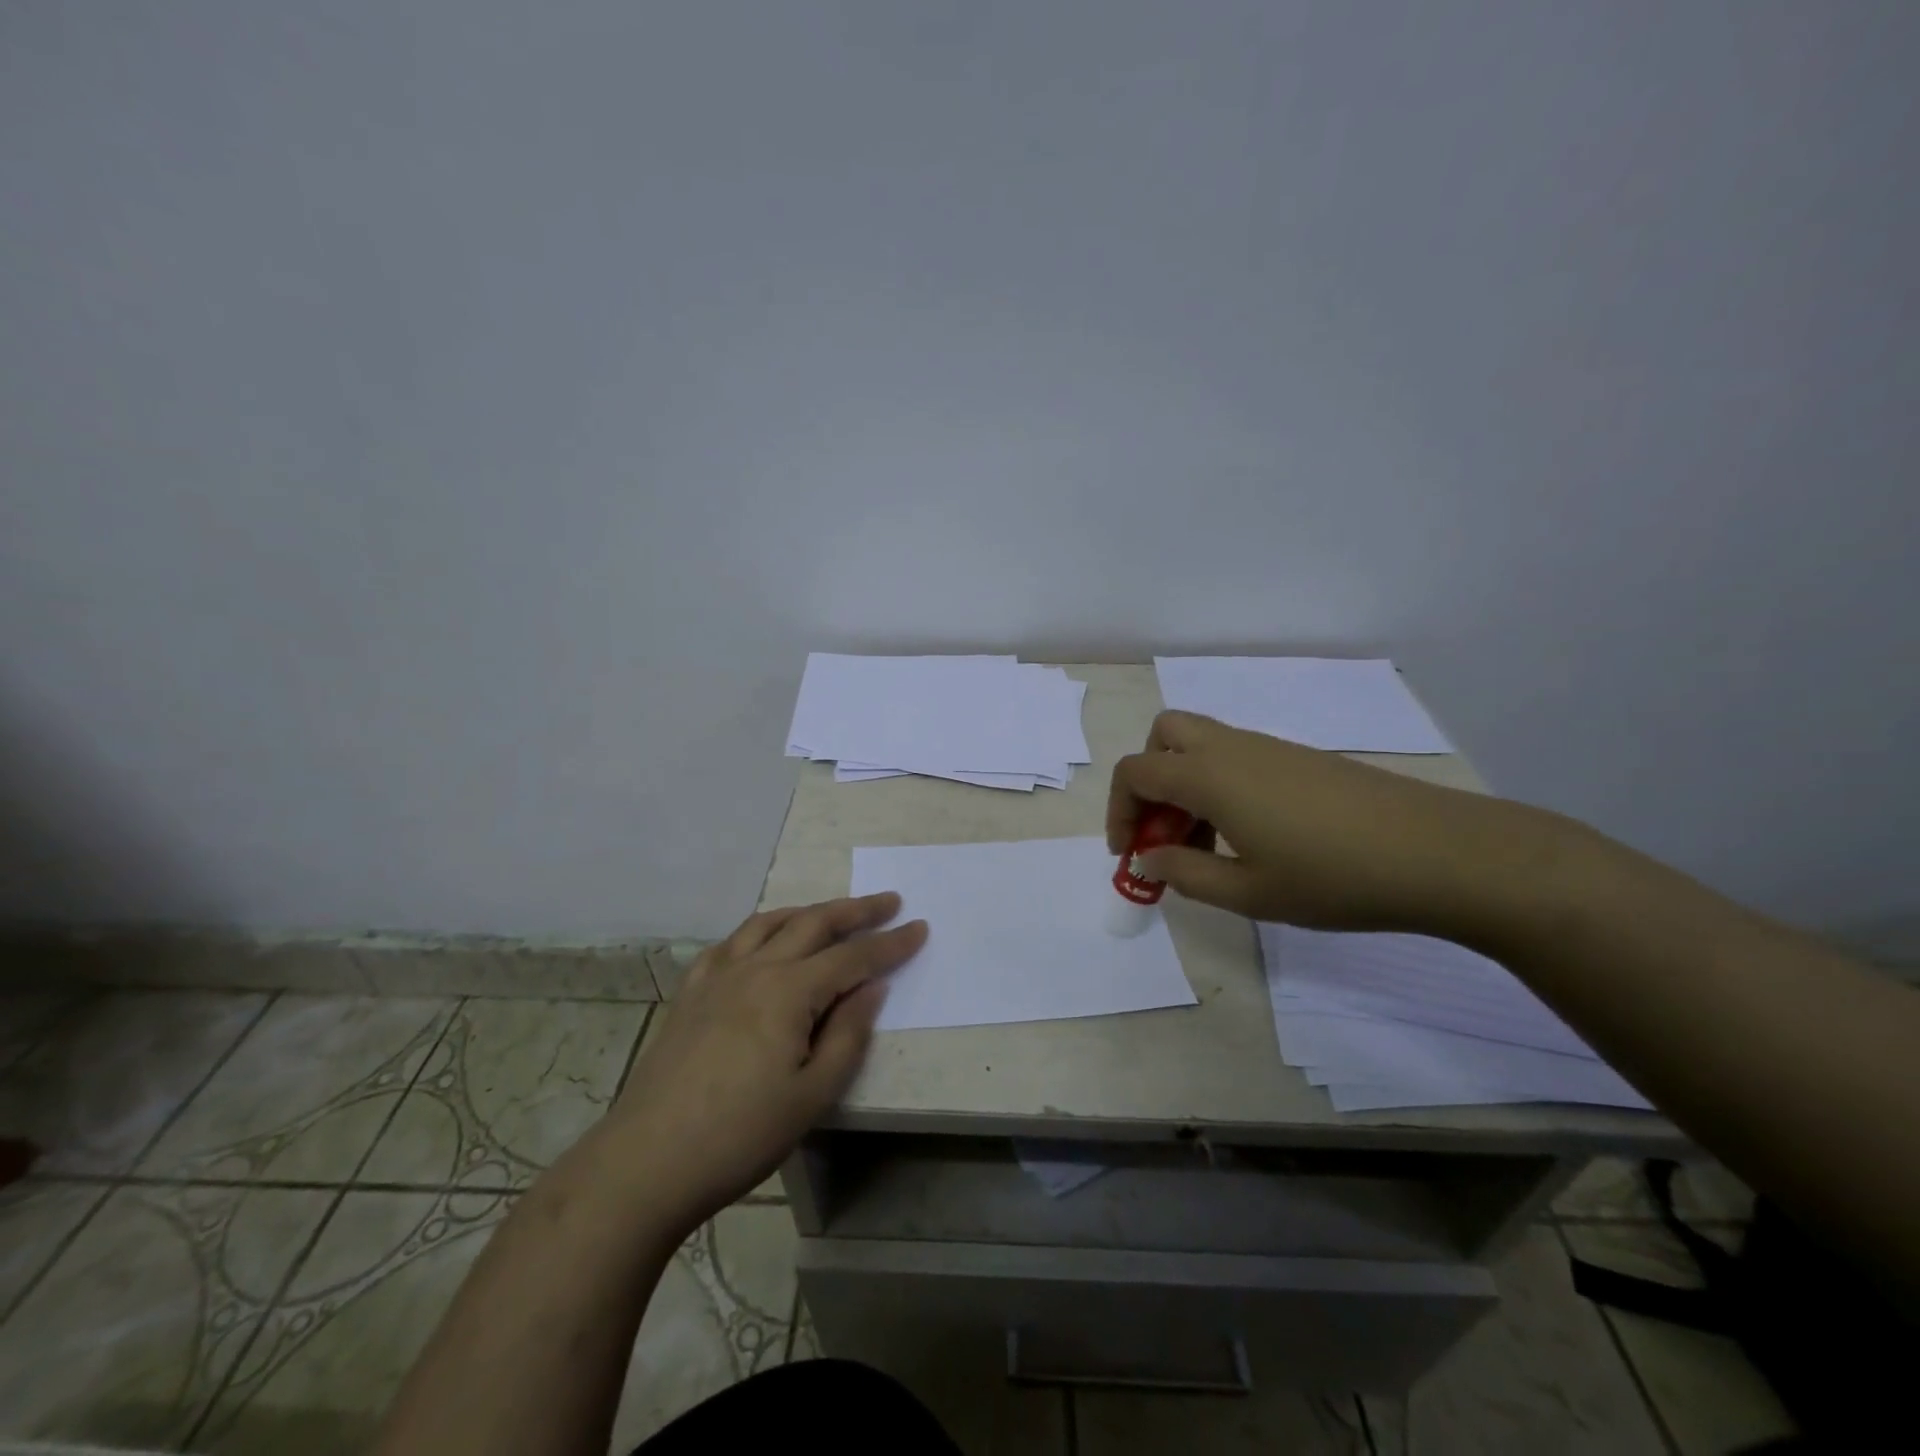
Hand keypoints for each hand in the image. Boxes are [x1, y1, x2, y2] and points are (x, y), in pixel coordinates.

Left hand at [606, 892, 925, 1238]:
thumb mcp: (811, 1095)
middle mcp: (755, 969)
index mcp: (789, 992)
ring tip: (831, 913)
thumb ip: (848, 1034)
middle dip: (856, 910)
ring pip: (770, 923)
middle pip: (813, 924)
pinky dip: (758, 931)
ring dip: (807, 912)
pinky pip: (730, 944)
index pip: (852, 957)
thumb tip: (871, 988)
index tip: (920, 927)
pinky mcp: (690, 993)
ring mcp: (717, 977)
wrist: (646, 1162)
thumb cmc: (740, 1135)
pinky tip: (762, 942)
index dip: (890, 943)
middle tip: (888, 901)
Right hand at [1107, 710, 1558, 934]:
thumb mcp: (1248, 892)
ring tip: (1207, 845)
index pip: (1135, 772)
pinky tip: (1250, 835)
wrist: (1436, 852)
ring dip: (1184, 785)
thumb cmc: (1332, 877)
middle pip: (1164, 736)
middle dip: (1148, 780)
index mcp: (1209, 776)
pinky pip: (1236, 757)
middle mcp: (1231, 749)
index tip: (1130, 856)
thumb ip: (1186, 874)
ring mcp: (1269, 749)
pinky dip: (1219, 785)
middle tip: (1163, 831)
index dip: (1119, 812)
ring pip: (1201, 745)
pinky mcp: (1299, 759)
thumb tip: (1149, 860)